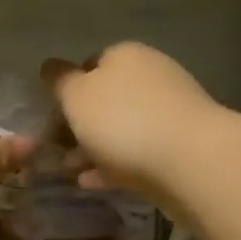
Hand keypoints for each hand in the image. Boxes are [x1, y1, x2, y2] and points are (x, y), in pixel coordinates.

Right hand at [41, 43, 223, 205]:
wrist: (189, 161)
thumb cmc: (122, 120)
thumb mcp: (76, 96)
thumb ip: (59, 81)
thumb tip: (50, 67)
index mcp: (125, 55)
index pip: (89, 65)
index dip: (67, 90)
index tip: (51, 116)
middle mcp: (150, 76)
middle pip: (106, 99)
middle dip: (80, 124)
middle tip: (57, 149)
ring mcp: (169, 112)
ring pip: (121, 129)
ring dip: (94, 149)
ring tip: (71, 172)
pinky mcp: (179, 147)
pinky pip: (137, 154)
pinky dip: (113, 166)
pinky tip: (92, 183)